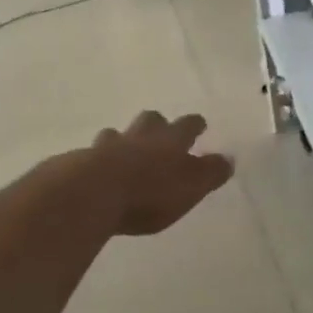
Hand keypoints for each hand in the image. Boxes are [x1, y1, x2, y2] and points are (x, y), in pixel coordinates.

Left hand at [90, 111, 232, 235]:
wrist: (94, 192)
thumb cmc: (150, 191)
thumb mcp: (192, 186)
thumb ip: (211, 173)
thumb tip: (229, 159)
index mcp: (171, 140)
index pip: (188, 125)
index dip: (195, 125)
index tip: (199, 124)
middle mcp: (141, 136)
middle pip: (151, 120)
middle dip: (157, 124)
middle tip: (160, 131)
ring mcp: (110, 146)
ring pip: (119, 134)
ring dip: (124, 140)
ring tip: (125, 151)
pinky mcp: (83, 162)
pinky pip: (94, 155)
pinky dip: (99, 160)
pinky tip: (98, 171)